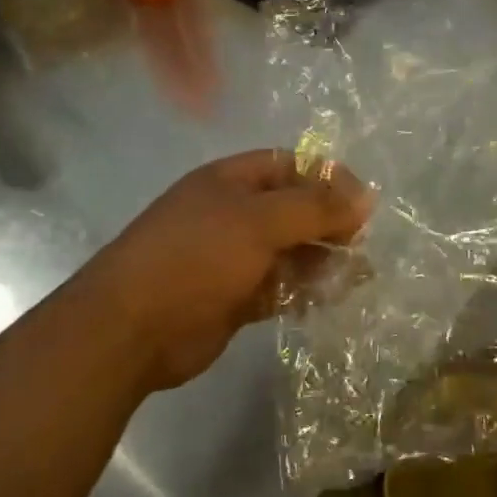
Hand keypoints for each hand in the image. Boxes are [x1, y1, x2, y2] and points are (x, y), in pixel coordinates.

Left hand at [82, 150, 371, 395]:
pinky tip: (326, 300)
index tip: (362, 203)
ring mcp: (232, 258)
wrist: (130, 330)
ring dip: (321, 261)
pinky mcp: (234, 298)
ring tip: (354, 277)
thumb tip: (366, 197)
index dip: (328, 178)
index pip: (290, 166)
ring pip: (290, 251)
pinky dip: (303, 292)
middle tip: (359, 245)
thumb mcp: (259, 222)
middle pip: (294, 209)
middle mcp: (233, 214)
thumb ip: (315, 207)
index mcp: (231, 181)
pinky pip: (279, 287)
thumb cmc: (196, 258)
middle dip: (329, 224)